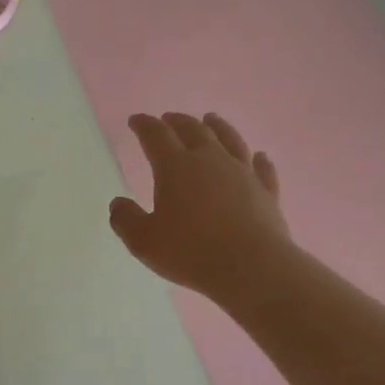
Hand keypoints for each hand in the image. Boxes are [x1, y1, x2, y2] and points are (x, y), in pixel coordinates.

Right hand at [109, 112, 293, 307]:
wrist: (251, 267)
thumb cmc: (191, 252)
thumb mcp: (144, 241)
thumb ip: (127, 220)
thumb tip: (117, 204)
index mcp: (176, 167)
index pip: (156, 136)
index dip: (144, 125)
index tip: (136, 120)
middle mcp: (210, 160)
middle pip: (193, 130)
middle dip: (177, 121)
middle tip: (168, 118)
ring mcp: (242, 173)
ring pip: (229, 139)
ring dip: (218, 127)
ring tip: (210, 119)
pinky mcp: (266, 191)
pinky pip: (262, 169)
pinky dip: (259, 160)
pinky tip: (260, 156)